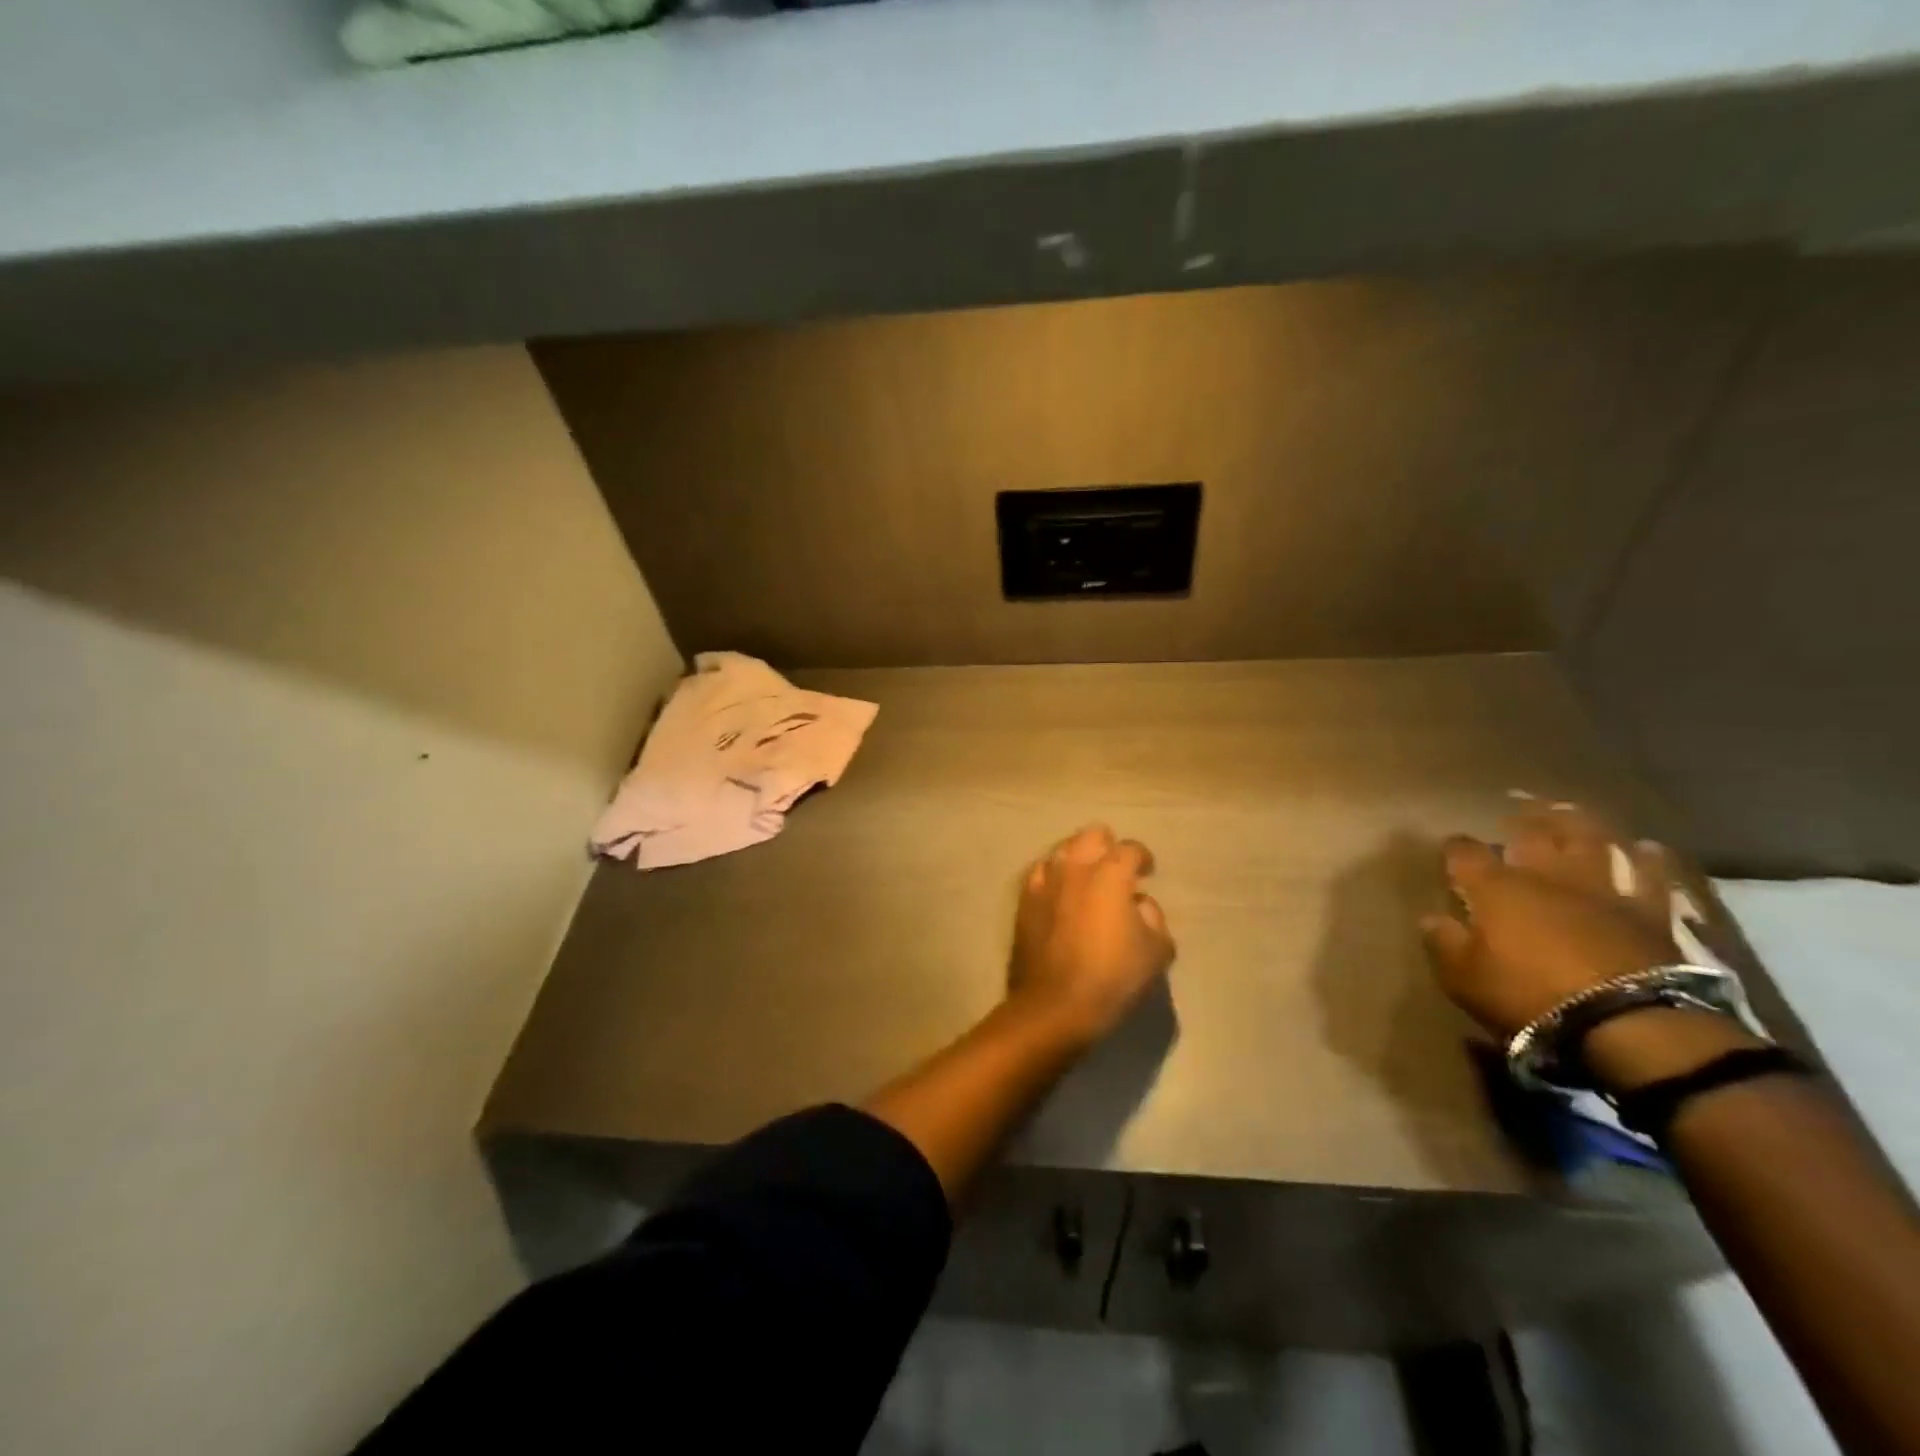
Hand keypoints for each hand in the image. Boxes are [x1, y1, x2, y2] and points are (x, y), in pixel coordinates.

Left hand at [1008, 824, 1175, 1043]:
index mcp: (1110, 874)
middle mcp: (1075, 867)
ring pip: (1063, 849)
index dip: (1143, 858)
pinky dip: (1054, 876)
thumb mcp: (1156, 952)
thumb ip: (1154, 918)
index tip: (1148, 872)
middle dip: (1108, 846)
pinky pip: (1040, 873)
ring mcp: (1045, 880)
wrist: (1055, 1005)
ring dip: (1079, 857)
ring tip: (1087, 879)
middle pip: (1092, 834)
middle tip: (1116, 869)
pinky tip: (1060, 893)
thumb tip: (1139, 904)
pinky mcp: (1025, 899)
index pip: (1130, 849)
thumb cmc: (1112, 978)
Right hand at [1419, 802, 1680, 1039]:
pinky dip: (1647, 859)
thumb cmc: (1529, 996)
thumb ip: (1443, 942)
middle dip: (1519, 821)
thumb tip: (1432, 918)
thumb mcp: (1463, 977)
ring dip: (1576, 824)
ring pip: (1589, 839)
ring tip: (1568, 813)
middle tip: (1515, 815)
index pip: (1465, 853)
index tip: (1451, 849)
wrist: (1628, 1023)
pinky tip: (1645, 848)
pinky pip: (1650, 875)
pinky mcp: (1648, 911)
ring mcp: (1601, 889)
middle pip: (1531, 834)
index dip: (1455, 848)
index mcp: (1496, 887)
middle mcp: (1545, 875)